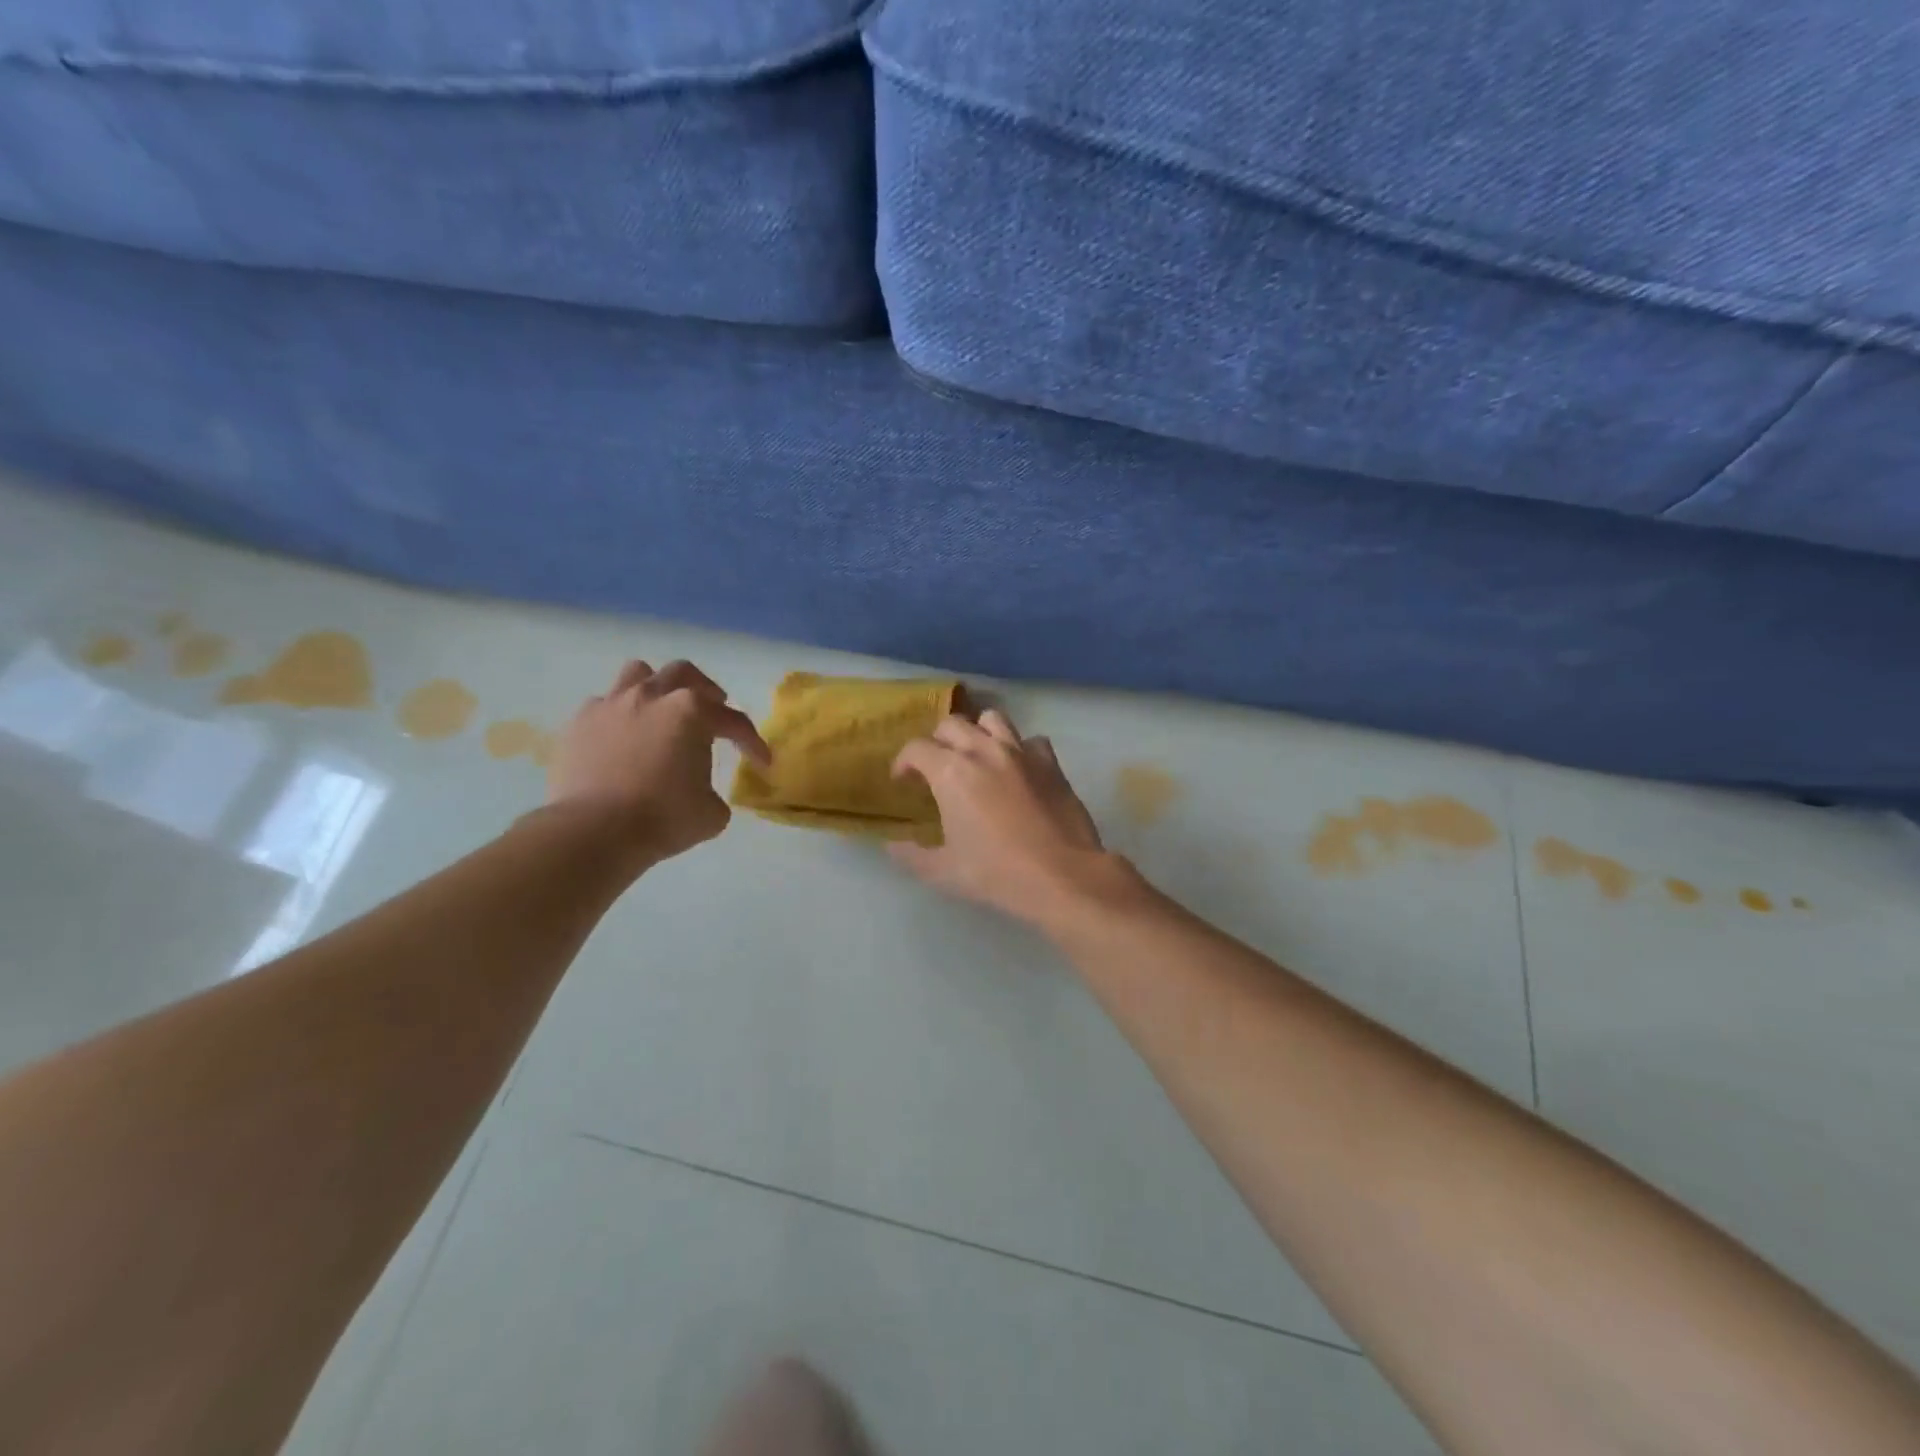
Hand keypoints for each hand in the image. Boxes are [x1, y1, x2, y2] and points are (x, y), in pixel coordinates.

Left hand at [546, 659, 770, 868]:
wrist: (594, 832)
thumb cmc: (663, 818)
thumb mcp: (711, 814)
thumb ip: (714, 794)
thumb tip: (701, 793)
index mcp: (692, 712)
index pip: (733, 721)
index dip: (752, 742)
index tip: (762, 762)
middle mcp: (652, 697)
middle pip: (684, 674)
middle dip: (704, 690)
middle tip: (714, 707)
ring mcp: (611, 705)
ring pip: (638, 674)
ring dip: (656, 688)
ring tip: (662, 709)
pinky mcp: (579, 723)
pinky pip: (603, 704)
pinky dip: (619, 716)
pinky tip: (622, 737)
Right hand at [888, 709, 1111, 924]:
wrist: (1061, 876)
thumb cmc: (996, 873)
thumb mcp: (943, 871)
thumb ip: (912, 855)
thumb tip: (892, 846)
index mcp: (951, 772)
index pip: (916, 748)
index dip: (903, 762)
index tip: (903, 780)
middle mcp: (984, 751)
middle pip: (952, 724)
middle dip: (937, 741)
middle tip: (936, 767)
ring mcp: (1021, 753)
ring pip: (992, 719)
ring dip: (977, 732)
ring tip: (976, 756)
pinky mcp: (1050, 763)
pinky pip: (1031, 740)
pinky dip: (1019, 748)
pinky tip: (1017, 769)